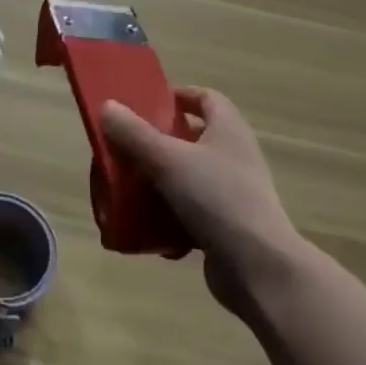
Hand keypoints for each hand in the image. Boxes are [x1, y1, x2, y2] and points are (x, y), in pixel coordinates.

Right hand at [101, 87, 302, 313]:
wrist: (258, 268)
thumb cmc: (216, 198)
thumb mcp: (168, 159)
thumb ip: (134, 133)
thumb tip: (107, 106)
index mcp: (229, 129)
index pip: (206, 98)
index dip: (179, 96)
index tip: (147, 104)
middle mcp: (235, 155)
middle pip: (193, 138)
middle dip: (160, 141)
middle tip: (129, 146)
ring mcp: (234, 193)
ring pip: (190, 177)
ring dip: (161, 181)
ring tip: (130, 187)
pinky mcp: (227, 226)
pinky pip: (193, 212)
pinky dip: (171, 216)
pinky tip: (148, 227)